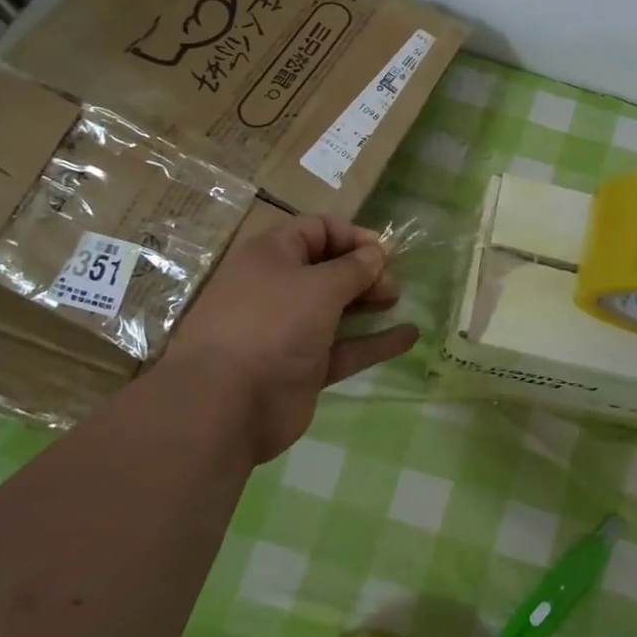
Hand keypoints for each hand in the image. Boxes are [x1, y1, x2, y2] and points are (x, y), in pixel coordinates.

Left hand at [160, 215, 419, 462]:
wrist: (226, 406)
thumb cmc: (273, 325)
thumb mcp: (319, 286)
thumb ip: (354, 268)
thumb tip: (377, 253)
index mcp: (272, 256)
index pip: (317, 230)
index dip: (352, 235)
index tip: (386, 250)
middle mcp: (279, 289)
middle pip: (329, 269)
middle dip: (364, 270)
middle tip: (393, 281)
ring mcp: (290, 331)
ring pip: (337, 308)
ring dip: (370, 302)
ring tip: (400, 299)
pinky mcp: (304, 368)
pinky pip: (345, 348)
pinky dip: (375, 342)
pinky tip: (410, 336)